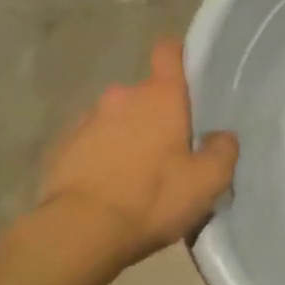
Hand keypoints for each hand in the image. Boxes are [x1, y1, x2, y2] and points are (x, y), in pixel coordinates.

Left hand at [36, 38, 238, 268]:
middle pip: (145, 95)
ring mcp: (87, 120)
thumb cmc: (152, 198)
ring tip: (134, 177)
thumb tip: (222, 137)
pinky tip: (106, 189)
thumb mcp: (207, 182)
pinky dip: (99, 158)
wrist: (79, 232)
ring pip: (116, 120)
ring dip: (126, 138)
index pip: (168, 51)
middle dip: (156, 117)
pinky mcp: (61, 147)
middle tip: (168, 154)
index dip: (179, 56)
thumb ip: (223, 151)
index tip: (187, 76)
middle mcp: (122, 96)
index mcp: (160, 96)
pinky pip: (89, 144)